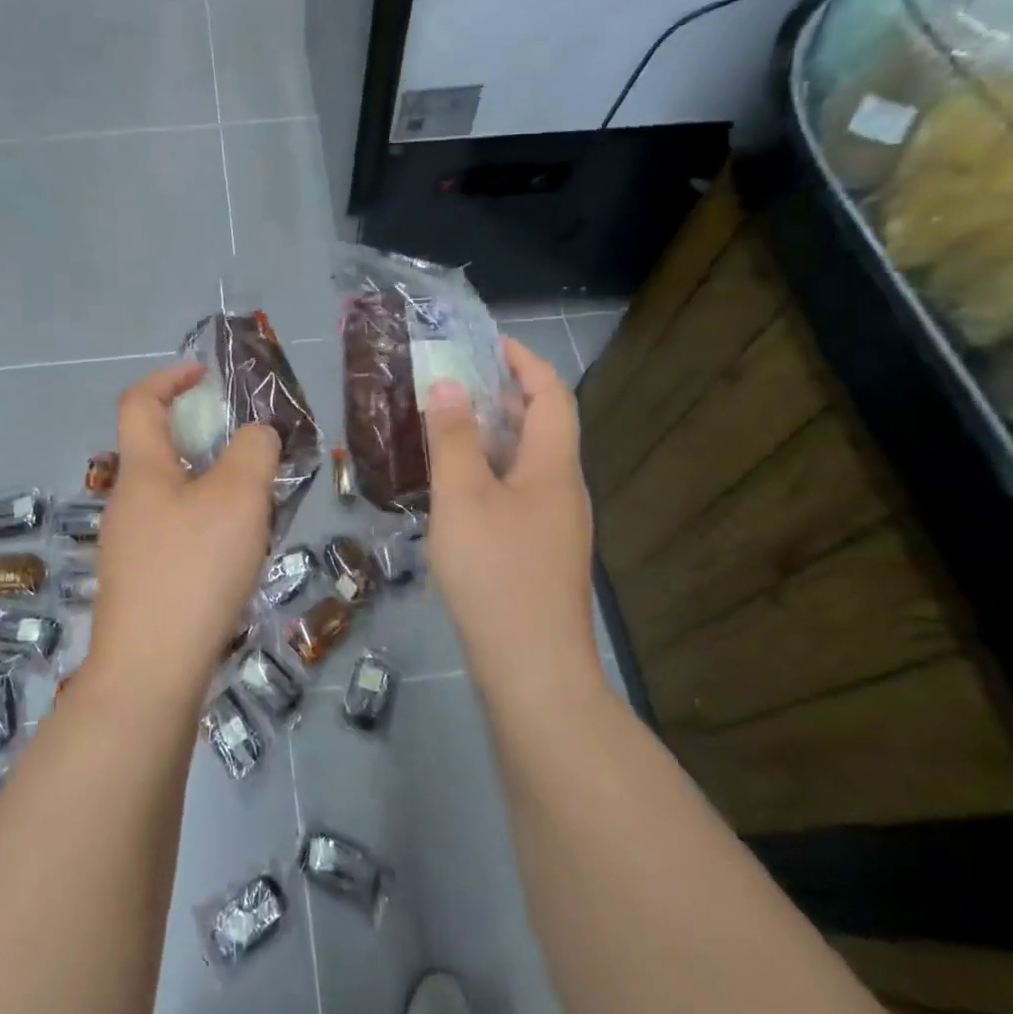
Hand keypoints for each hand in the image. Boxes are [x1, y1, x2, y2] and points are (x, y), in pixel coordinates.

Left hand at [88, 362, 281, 707]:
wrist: (150, 671)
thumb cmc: (193, 569)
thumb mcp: (239, 497)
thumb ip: (254, 451)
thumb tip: (256, 436)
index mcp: (142, 470)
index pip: (139, 401)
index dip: (169, 377)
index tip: (207, 376)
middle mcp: (127, 502)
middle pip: (159, 449)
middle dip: (204, 438)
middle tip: (251, 452)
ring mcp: (129, 546)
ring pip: (174, 495)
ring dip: (212, 487)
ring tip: (257, 508)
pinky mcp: (141, 583)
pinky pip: (177, 533)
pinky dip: (207, 525)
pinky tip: (237, 556)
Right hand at [424, 337, 599, 687]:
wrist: (533, 670)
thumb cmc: (496, 573)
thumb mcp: (463, 497)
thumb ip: (454, 437)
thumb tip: (450, 383)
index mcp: (554, 467)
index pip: (552, 395)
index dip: (525, 362)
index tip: (489, 343)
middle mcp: (564, 490)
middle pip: (543, 427)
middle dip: (504, 396)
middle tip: (455, 383)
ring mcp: (556, 526)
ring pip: (527, 464)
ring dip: (494, 437)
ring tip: (448, 429)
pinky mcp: (541, 555)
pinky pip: (517, 494)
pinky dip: (490, 474)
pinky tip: (455, 490)